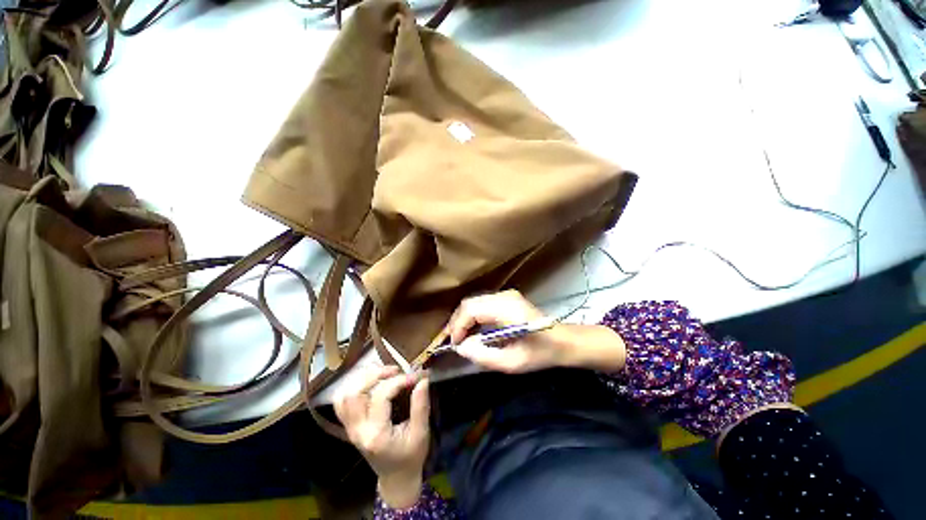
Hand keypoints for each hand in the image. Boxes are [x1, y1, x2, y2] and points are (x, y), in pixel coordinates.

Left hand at [334, 366, 429, 508]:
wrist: (396, 478)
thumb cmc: (411, 457)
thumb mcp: (421, 433)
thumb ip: (420, 405)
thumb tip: (422, 379)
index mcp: (376, 434)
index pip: (381, 396)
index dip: (399, 380)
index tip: (415, 377)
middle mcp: (358, 431)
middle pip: (355, 393)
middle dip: (376, 375)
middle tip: (396, 370)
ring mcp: (350, 429)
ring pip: (345, 396)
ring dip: (363, 379)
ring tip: (383, 374)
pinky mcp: (349, 426)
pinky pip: (342, 403)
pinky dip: (353, 388)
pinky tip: (370, 383)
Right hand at [447, 290, 626, 373]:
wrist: (563, 341)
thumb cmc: (540, 353)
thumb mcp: (512, 362)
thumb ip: (483, 356)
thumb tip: (461, 348)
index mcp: (506, 308)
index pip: (471, 309)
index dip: (458, 326)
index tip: (455, 345)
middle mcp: (504, 296)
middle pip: (469, 303)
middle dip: (457, 322)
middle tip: (455, 342)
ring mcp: (506, 295)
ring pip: (474, 302)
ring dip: (464, 319)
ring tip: (461, 338)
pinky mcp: (507, 298)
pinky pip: (482, 304)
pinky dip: (473, 317)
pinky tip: (473, 331)